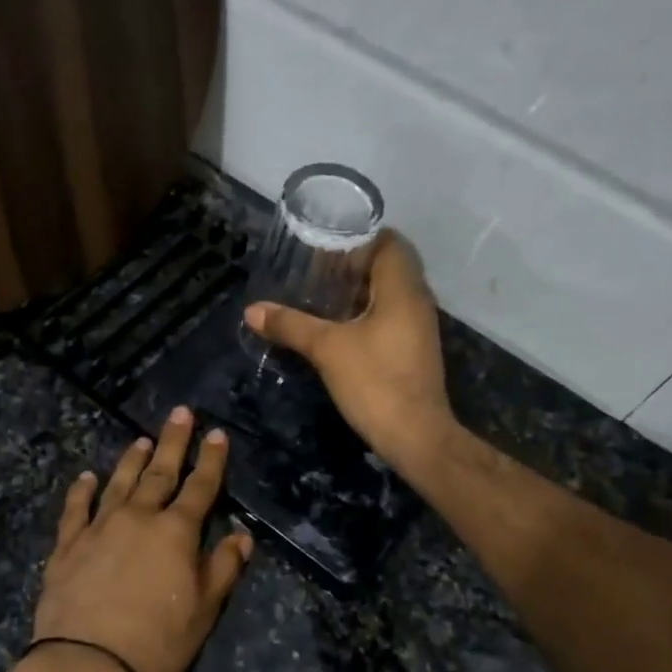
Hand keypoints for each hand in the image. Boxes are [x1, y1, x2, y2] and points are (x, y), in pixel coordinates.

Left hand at [24, 408, 252, 671]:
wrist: (87, 666)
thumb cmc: (157, 642)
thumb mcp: (204, 610)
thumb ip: (223, 567)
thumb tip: (241, 535)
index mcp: (176, 532)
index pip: (200, 487)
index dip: (211, 460)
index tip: (216, 434)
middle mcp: (138, 518)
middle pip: (160, 473)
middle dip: (174, 442)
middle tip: (180, 413)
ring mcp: (99, 528)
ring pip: (119, 483)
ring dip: (132, 459)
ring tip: (141, 439)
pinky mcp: (68, 545)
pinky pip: (76, 509)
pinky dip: (82, 491)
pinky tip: (86, 477)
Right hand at [244, 231, 456, 473]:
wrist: (416, 436)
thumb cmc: (375, 382)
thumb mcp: (326, 349)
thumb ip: (291, 325)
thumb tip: (252, 310)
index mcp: (402, 289)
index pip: (390, 242)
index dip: (360, 235)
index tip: (327, 239)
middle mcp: (417, 301)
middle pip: (390, 265)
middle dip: (354, 262)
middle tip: (316, 265)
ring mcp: (419, 326)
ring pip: (390, 292)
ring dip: (360, 289)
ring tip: (321, 291)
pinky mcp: (414, 349)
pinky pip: (391, 315)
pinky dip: (367, 312)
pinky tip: (339, 325)